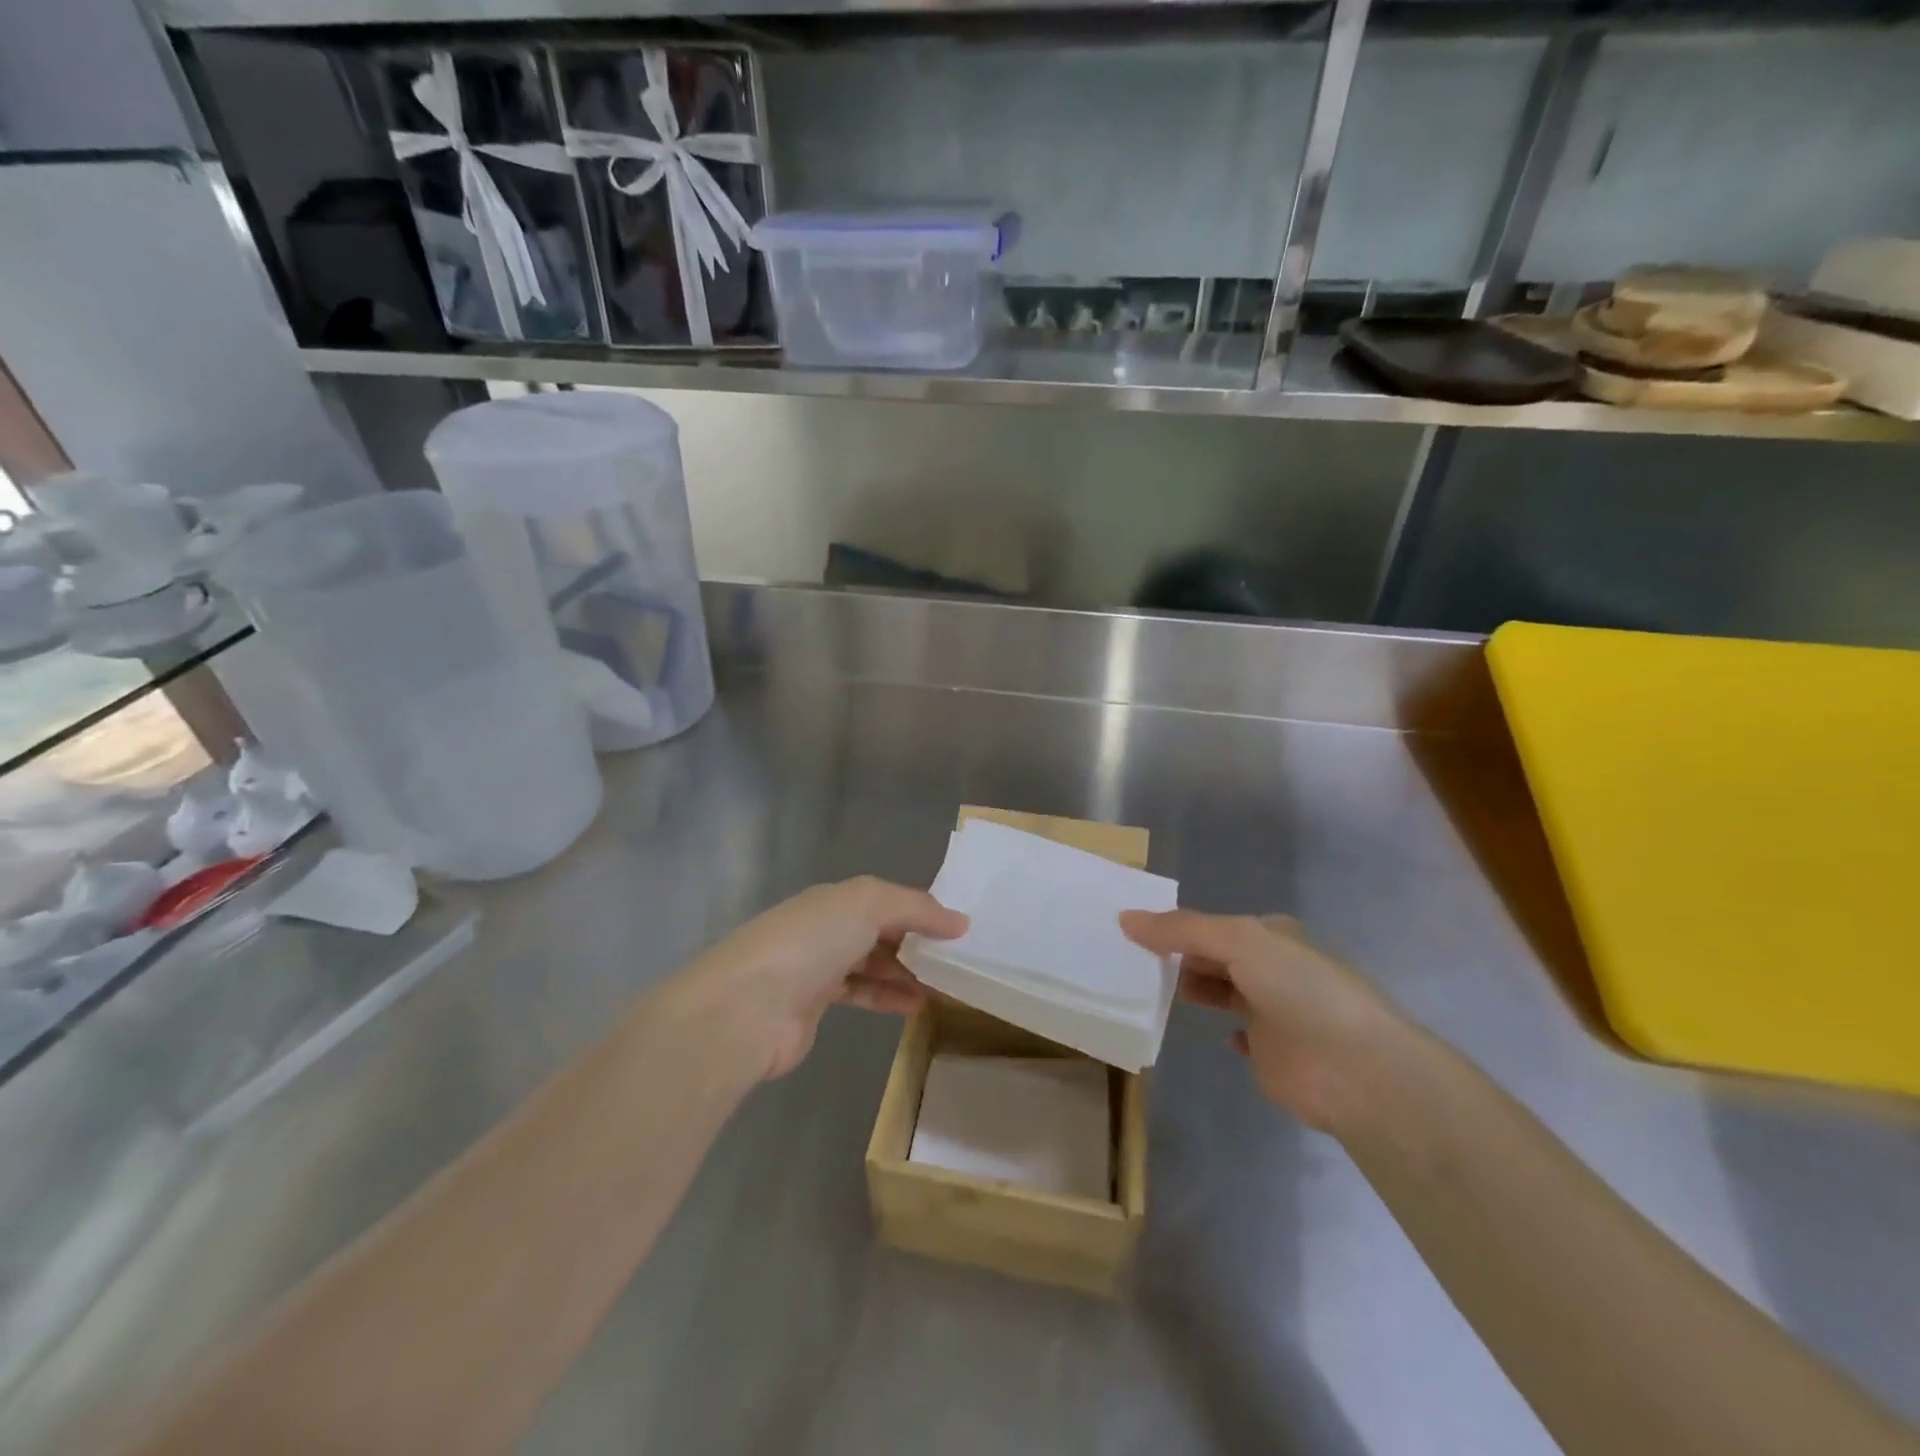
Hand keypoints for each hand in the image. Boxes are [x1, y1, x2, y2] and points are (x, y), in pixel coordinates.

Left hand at [679, 877, 966, 1081]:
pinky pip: (860, 994)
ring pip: (870, 963)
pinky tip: (915, 1005)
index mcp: (834, 898)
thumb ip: (917, 908)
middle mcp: (824, 927)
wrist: (749, 1006)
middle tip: (955, 960)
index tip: (956, 929)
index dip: (920, 911)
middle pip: (878, 930)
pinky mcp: (812, 1006)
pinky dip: (887, 996)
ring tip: (943, 985)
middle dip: (915, 942)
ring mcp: (815, 967)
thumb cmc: (812, 942)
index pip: (885, 899)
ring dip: (905, 972)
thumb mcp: (869, 905)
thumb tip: (960, 921)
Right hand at [1120, 910, 1397, 1130]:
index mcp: (1270, 936)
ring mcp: (1274, 1013)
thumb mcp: (1238, 942)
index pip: (1213, 925)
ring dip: (1194, 989)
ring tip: (1148, 991)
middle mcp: (1272, 969)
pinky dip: (1223, 1032)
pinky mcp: (1273, 1055)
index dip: (1175, 926)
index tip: (1133, 931)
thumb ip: (1181, 930)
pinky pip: (1240, 1036)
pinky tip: (1204, 1030)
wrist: (1356, 1070)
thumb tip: (1125, 918)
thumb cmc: (1299, 990)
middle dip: (1179, 957)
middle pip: (1216, 957)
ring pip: (1224, 992)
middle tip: (1129, 962)